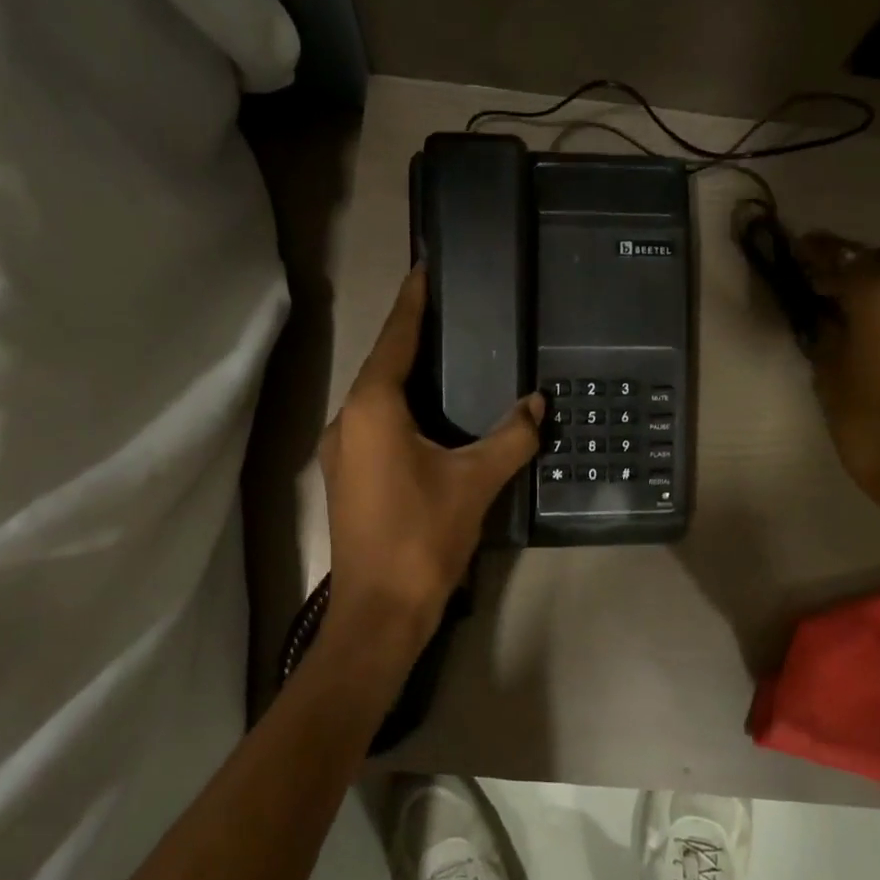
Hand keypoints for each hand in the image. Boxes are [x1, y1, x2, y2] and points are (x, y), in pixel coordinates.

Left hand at [319, 268, 543, 669]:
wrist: (379, 611)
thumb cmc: (423, 537)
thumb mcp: (475, 482)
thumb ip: (510, 437)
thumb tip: (536, 403)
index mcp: (373, 409)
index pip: (395, 340)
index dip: (413, 303)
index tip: (425, 268)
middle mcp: (348, 421)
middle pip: (382, 366)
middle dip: (412, 337)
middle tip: (449, 312)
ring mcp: (343, 452)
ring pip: (377, 399)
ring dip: (406, 376)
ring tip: (444, 356)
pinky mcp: (348, 478)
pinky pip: (376, 426)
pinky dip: (401, 409)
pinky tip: (430, 416)